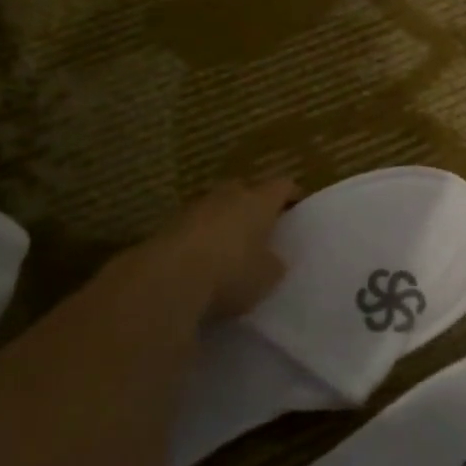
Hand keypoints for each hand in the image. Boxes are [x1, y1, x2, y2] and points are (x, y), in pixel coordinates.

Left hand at [150, 178, 300, 320]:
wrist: (167, 279)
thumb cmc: (231, 273)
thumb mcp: (267, 277)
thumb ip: (274, 263)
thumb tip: (272, 258)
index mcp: (259, 201)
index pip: (282, 186)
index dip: (292, 195)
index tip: (298, 208)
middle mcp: (227, 195)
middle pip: (246, 190)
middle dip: (255, 204)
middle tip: (263, 226)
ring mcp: (194, 207)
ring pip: (217, 206)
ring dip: (225, 220)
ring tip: (232, 244)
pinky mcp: (168, 225)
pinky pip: (194, 225)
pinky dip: (202, 237)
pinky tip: (204, 260)